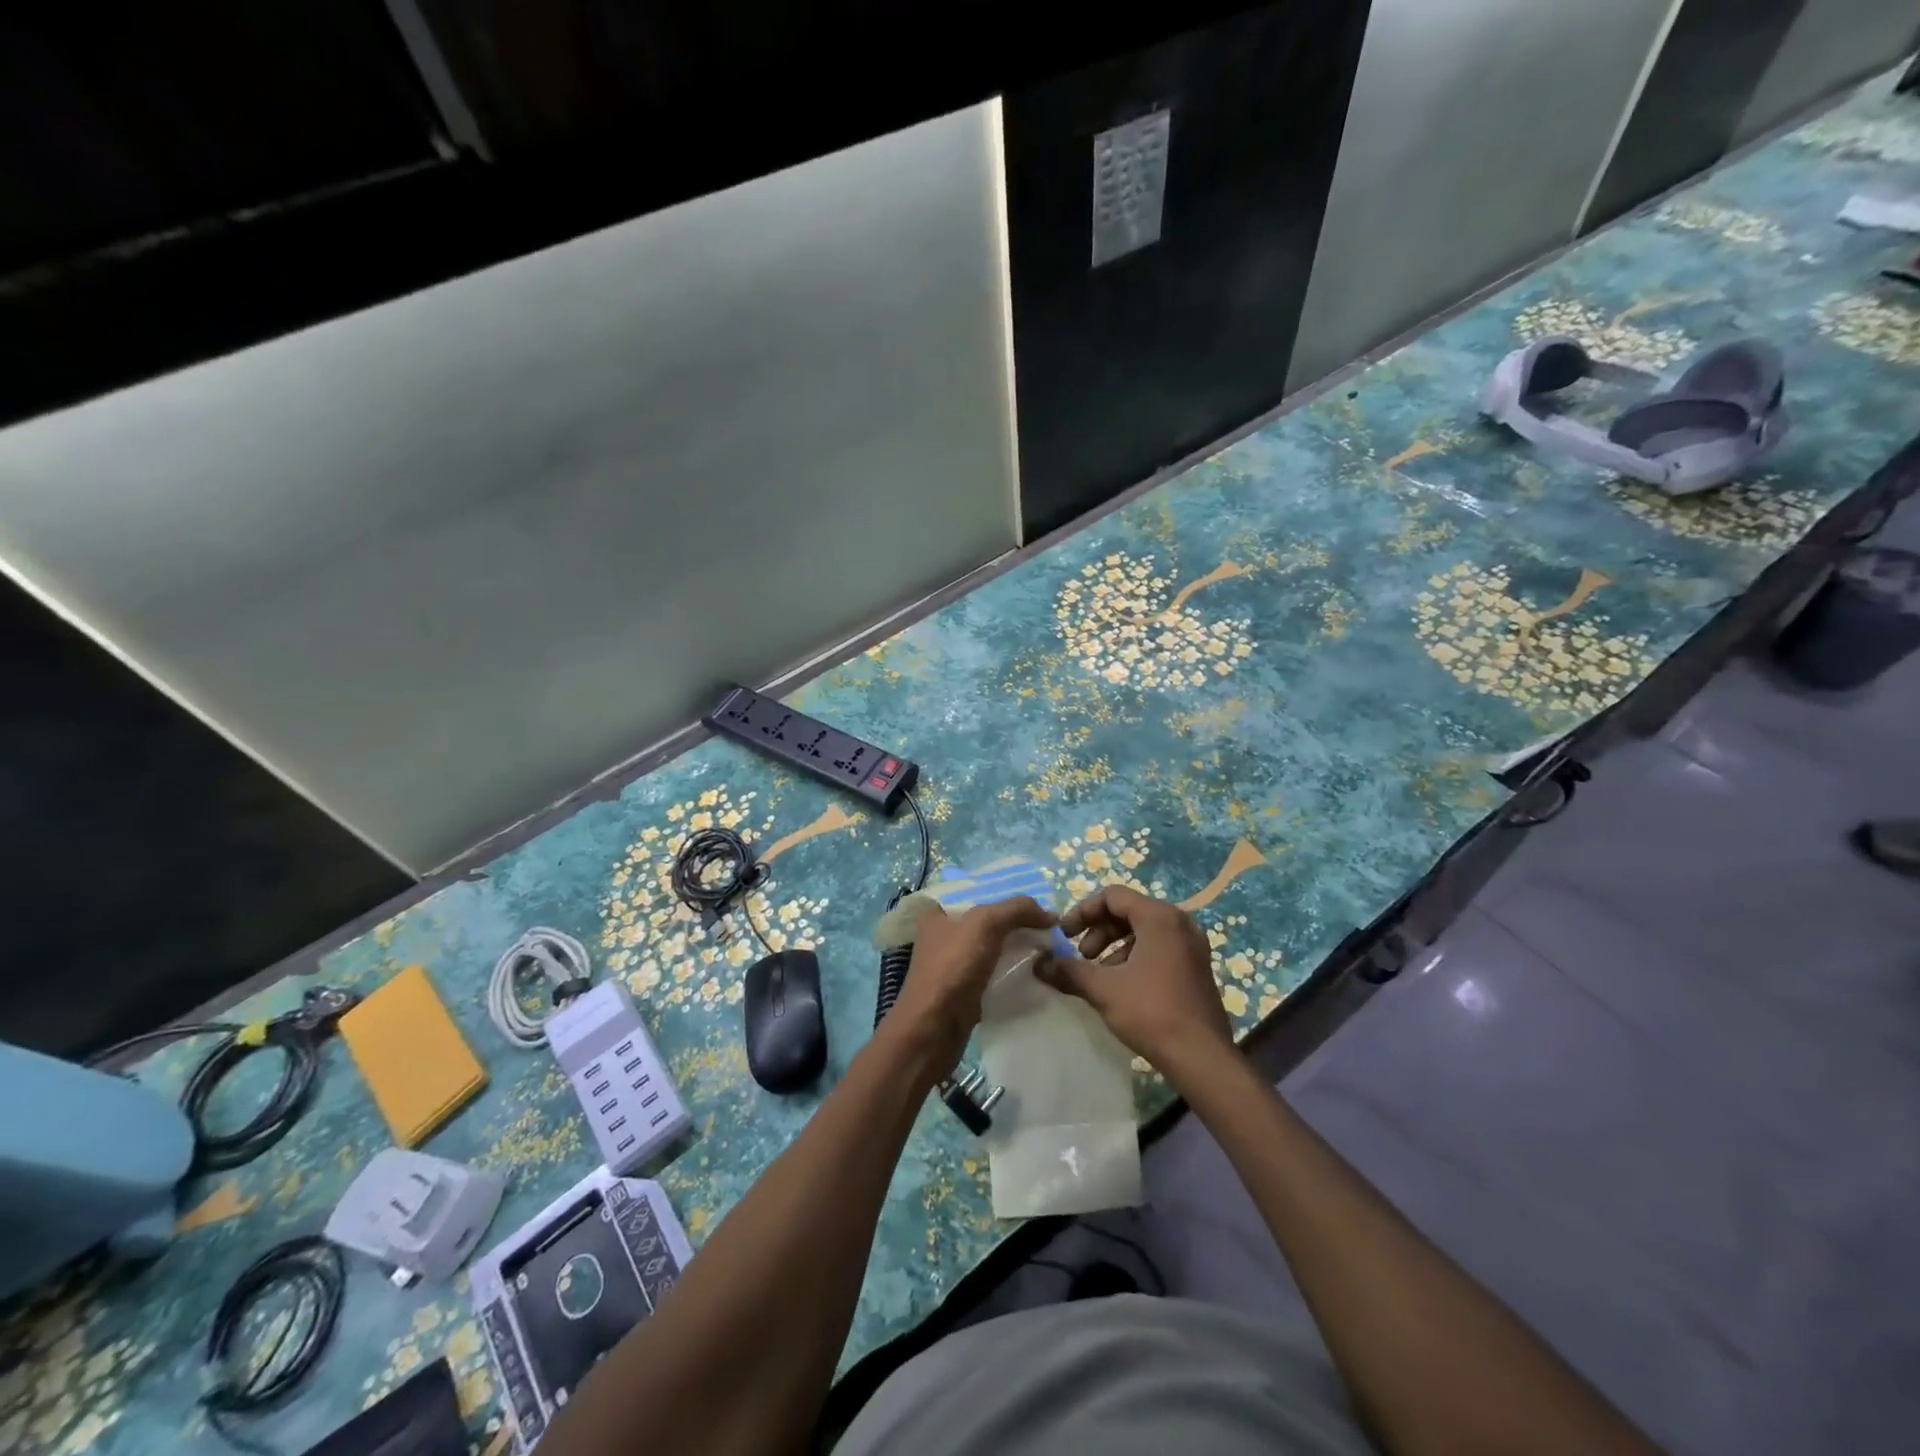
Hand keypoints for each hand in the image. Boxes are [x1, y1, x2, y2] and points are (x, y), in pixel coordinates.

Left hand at [884, 896, 1054, 1078]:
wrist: (932, 1032)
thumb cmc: (952, 969)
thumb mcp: (985, 924)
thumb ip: (1017, 910)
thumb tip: (1050, 915)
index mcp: (937, 912)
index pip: (978, 893)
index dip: (1007, 896)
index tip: (1038, 905)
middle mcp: (942, 935)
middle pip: (988, 921)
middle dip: (1017, 923)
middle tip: (1050, 928)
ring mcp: (953, 965)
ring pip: (993, 948)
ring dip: (1018, 948)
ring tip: (1049, 948)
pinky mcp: (963, 991)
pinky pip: (994, 973)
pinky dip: (1012, 972)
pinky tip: (1035, 972)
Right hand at [1036, 885, 1233, 1075]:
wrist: (1202, 1057)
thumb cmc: (1151, 1011)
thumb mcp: (1103, 989)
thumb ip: (1069, 971)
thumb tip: (1038, 964)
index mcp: (1159, 917)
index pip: (1112, 896)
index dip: (1083, 912)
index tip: (1064, 935)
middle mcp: (1179, 922)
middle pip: (1128, 911)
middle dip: (1098, 931)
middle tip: (1082, 957)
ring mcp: (1192, 945)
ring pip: (1143, 931)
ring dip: (1115, 947)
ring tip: (1099, 975)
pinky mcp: (1196, 967)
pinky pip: (1159, 948)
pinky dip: (1135, 957)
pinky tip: (1122, 986)